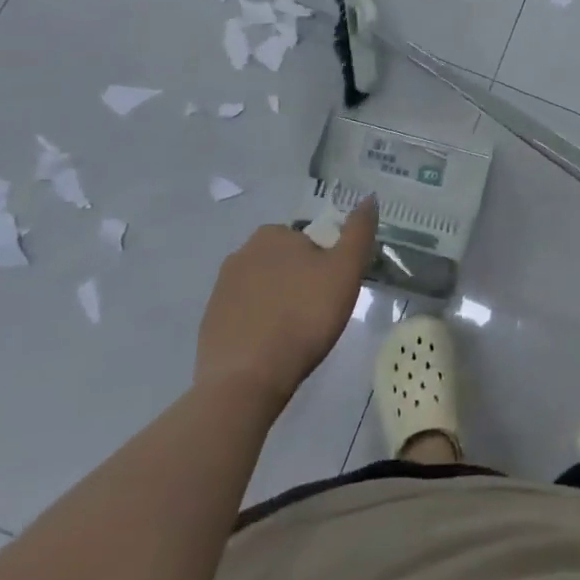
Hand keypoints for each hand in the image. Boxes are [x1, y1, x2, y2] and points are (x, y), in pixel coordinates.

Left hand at [195, 198, 377, 411]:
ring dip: (278, 304)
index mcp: (272, 234)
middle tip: (317, 314)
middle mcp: (241, 253)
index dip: (325, 264)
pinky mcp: (209, 324)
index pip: (309, 241)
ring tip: (294, 336)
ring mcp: (221, 290)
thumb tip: (369, 197)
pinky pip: (244, 316)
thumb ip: (358, 232)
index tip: (332, 292)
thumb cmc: (302, 317)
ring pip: (263, 289)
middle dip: (299, 282)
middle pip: (284, 263)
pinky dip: (258, 327)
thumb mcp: (345, 270)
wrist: (244, 381)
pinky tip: (270, 350)